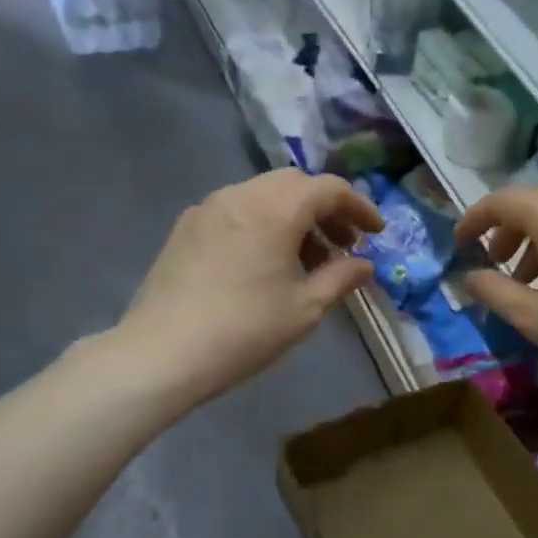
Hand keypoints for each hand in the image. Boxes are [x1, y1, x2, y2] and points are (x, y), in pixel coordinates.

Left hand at [118, 170, 380, 411]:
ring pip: (264, 195)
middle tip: (343, 246)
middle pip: (295, 184)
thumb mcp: (305, 308)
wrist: (162, 353)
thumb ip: (341, 278)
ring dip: (294, 217)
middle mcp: (241, 194)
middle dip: (326, 209)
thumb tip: (365, 265)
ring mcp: (208, 208)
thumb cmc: (245, 330)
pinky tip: (266, 263)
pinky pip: (237, 210)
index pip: (329, 189)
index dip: (359, 207)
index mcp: (275, 208)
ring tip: (307, 261)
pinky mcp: (186, 227)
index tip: (376, 233)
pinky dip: (264, 223)